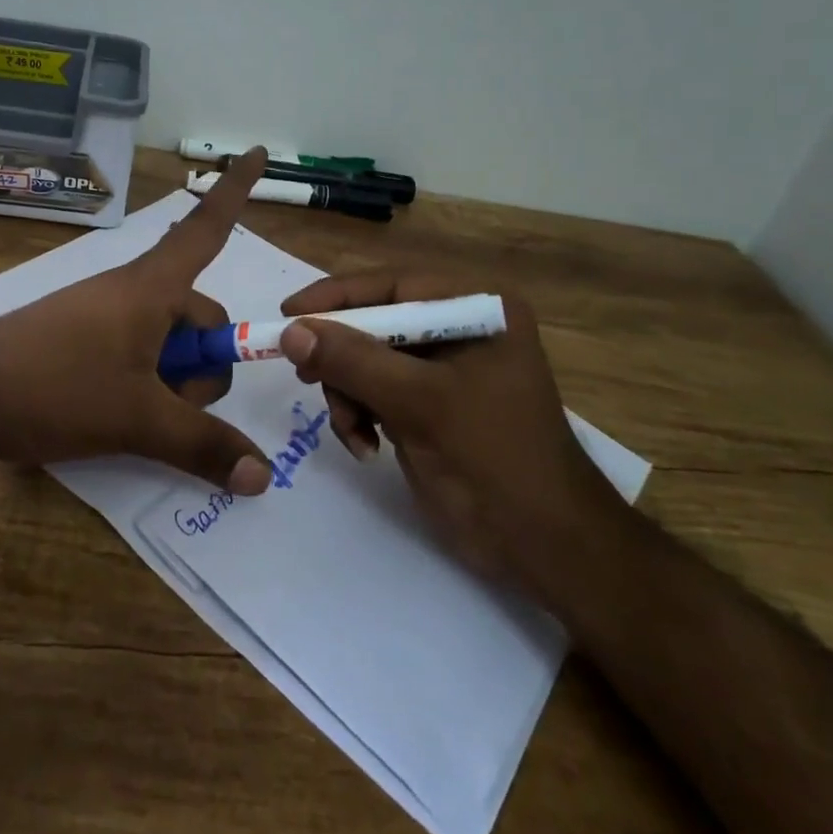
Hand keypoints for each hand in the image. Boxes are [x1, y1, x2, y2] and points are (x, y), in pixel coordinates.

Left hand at [0, 148, 274, 495]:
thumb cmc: (56, 387)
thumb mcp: (138, 420)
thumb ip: (204, 445)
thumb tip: (264, 475)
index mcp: (153, 288)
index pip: (207, 228)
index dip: (236, 190)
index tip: (260, 151)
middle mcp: (132, 290)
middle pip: (198, 316)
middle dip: (201, 368)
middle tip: (169, 409)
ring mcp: (103, 313)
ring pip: (166, 341)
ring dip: (170, 381)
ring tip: (134, 418)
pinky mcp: (81, 336)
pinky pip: (135, 348)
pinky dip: (144, 380)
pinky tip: (118, 413)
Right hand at [276, 270, 626, 600]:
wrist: (545, 546)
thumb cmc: (493, 459)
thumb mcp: (420, 403)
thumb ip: (353, 361)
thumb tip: (291, 330)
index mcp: (474, 310)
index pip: (391, 286)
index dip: (336, 297)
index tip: (286, 314)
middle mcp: (458, 330)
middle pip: (373, 324)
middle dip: (341, 357)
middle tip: (307, 378)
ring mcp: (442, 371)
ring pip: (365, 361)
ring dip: (347, 395)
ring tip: (352, 430)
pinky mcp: (428, 406)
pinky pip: (373, 393)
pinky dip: (359, 415)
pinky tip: (365, 446)